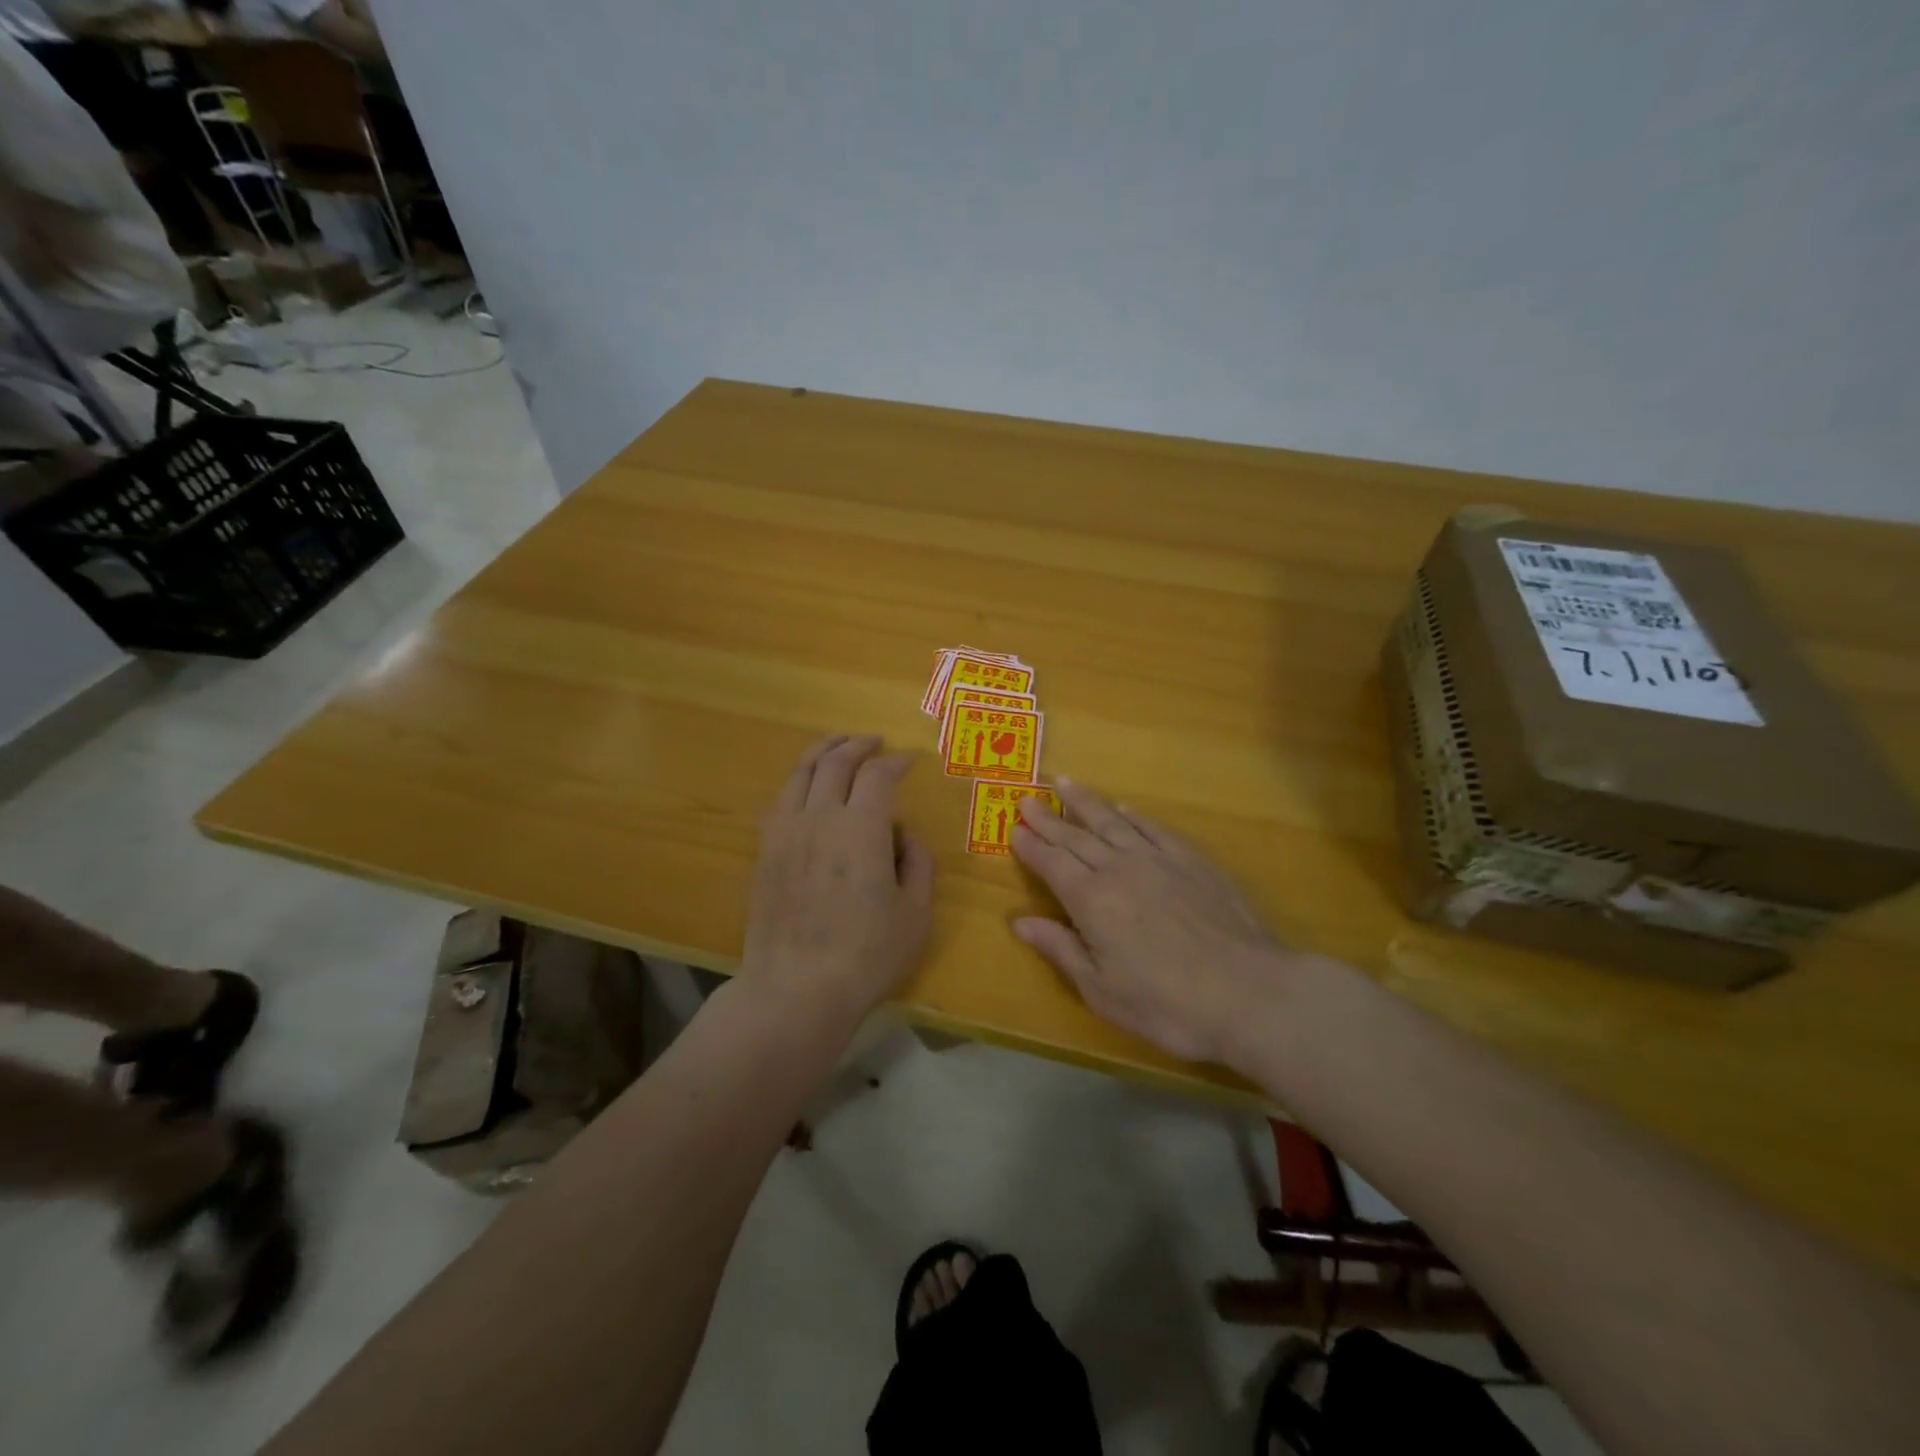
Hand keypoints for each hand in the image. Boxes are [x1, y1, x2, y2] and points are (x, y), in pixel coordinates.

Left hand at [741, 735, 934, 1024]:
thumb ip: (919, 864)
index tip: (909, 760)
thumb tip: (904, 836)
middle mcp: (820, 817)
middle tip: (874, 741)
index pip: (878, 775)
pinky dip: (798, 781)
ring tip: (838, 744)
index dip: (895, 762)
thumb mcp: (916, 914)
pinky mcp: (765, 851)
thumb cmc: (866, 955)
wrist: (795, 989)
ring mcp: (786, 832)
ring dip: (823, 751)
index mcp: (862, 828)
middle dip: (857, 745)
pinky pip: (781, 799)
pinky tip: (807, 787)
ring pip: (801, 773)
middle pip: (835, 762)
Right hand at [1010, 779, 1284, 1063]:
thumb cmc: (1167, 1004)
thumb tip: (1020, 922)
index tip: (1014, 828)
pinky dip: (1134, 816)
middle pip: (1076, 836)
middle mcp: (1119, 869)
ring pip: (1112, 822)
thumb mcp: (1101, 990)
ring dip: (1086, 802)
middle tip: (1027, 799)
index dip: (1031, 846)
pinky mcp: (1192, 861)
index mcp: (1091, 900)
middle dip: (1048, 818)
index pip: (1052, 863)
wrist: (1248, 993)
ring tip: (1064, 783)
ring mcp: (1158, 860)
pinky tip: (1123, 808)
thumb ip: (1060, 949)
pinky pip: (1154, 828)